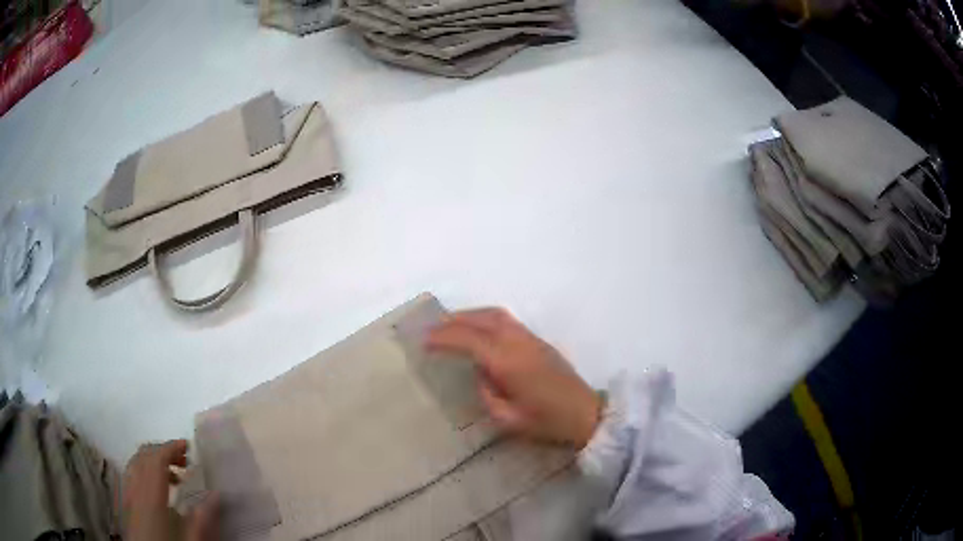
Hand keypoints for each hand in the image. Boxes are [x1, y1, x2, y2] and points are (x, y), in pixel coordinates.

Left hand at [122, 440, 217, 540]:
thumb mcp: (191, 540)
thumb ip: (201, 520)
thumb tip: (216, 495)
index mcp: (151, 497)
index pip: (156, 460)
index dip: (171, 448)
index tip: (187, 445)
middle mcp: (135, 489)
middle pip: (144, 456)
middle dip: (163, 451)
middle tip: (184, 459)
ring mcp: (127, 493)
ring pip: (136, 463)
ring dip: (153, 460)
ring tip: (174, 473)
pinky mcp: (125, 501)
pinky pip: (130, 474)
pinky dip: (143, 469)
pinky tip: (156, 485)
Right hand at [427, 308, 601, 448]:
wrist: (586, 414)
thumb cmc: (547, 422)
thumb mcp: (508, 419)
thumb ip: (487, 394)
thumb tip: (480, 374)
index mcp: (507, 362)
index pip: (469, 340)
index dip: (444, 338)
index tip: (425, 342)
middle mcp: (517, 342)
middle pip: (481, 319)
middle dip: (454, 321)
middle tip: (433, 329)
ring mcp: (530, 338)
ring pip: (495, 314)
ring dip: (471, 315)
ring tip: (452, 324)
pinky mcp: (539, 340)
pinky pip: (507, 320)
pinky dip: (486, 318)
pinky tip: (479, 330)